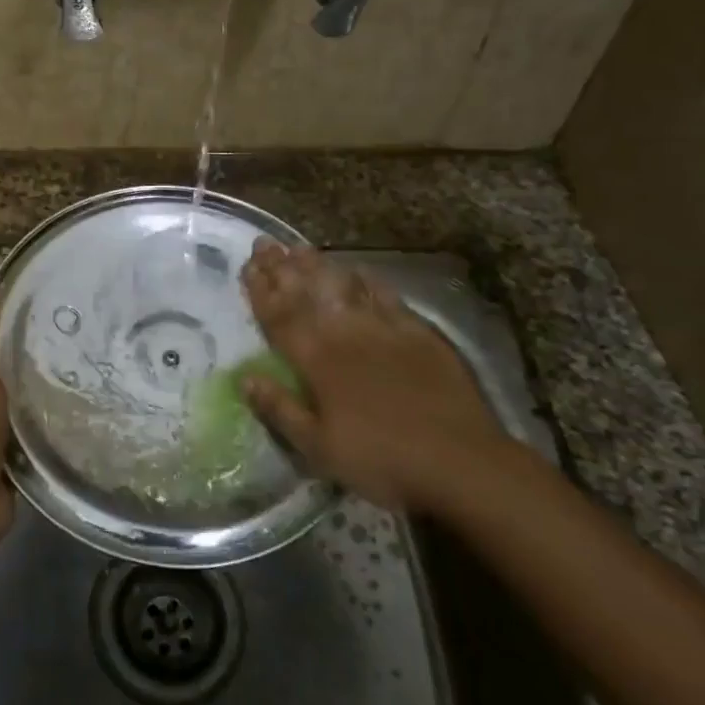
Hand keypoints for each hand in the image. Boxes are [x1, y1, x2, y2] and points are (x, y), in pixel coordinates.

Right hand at [239, 240, 510, 515]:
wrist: (461, 461)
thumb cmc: (382, 460)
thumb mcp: (319, 448)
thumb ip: (280, 409)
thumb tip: (244, 378)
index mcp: (316, 361)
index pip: (280, 318)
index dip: (261, 291)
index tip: (247, 265)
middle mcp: (345, 335)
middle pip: (306, 295)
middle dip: (281, 268)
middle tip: (265, 242)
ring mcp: (383, 329)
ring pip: (343, 288)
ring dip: (318, 267)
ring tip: (299, 247)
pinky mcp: (417, 334)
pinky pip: (387, 298)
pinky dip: (369, 281)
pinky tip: (360, 270)